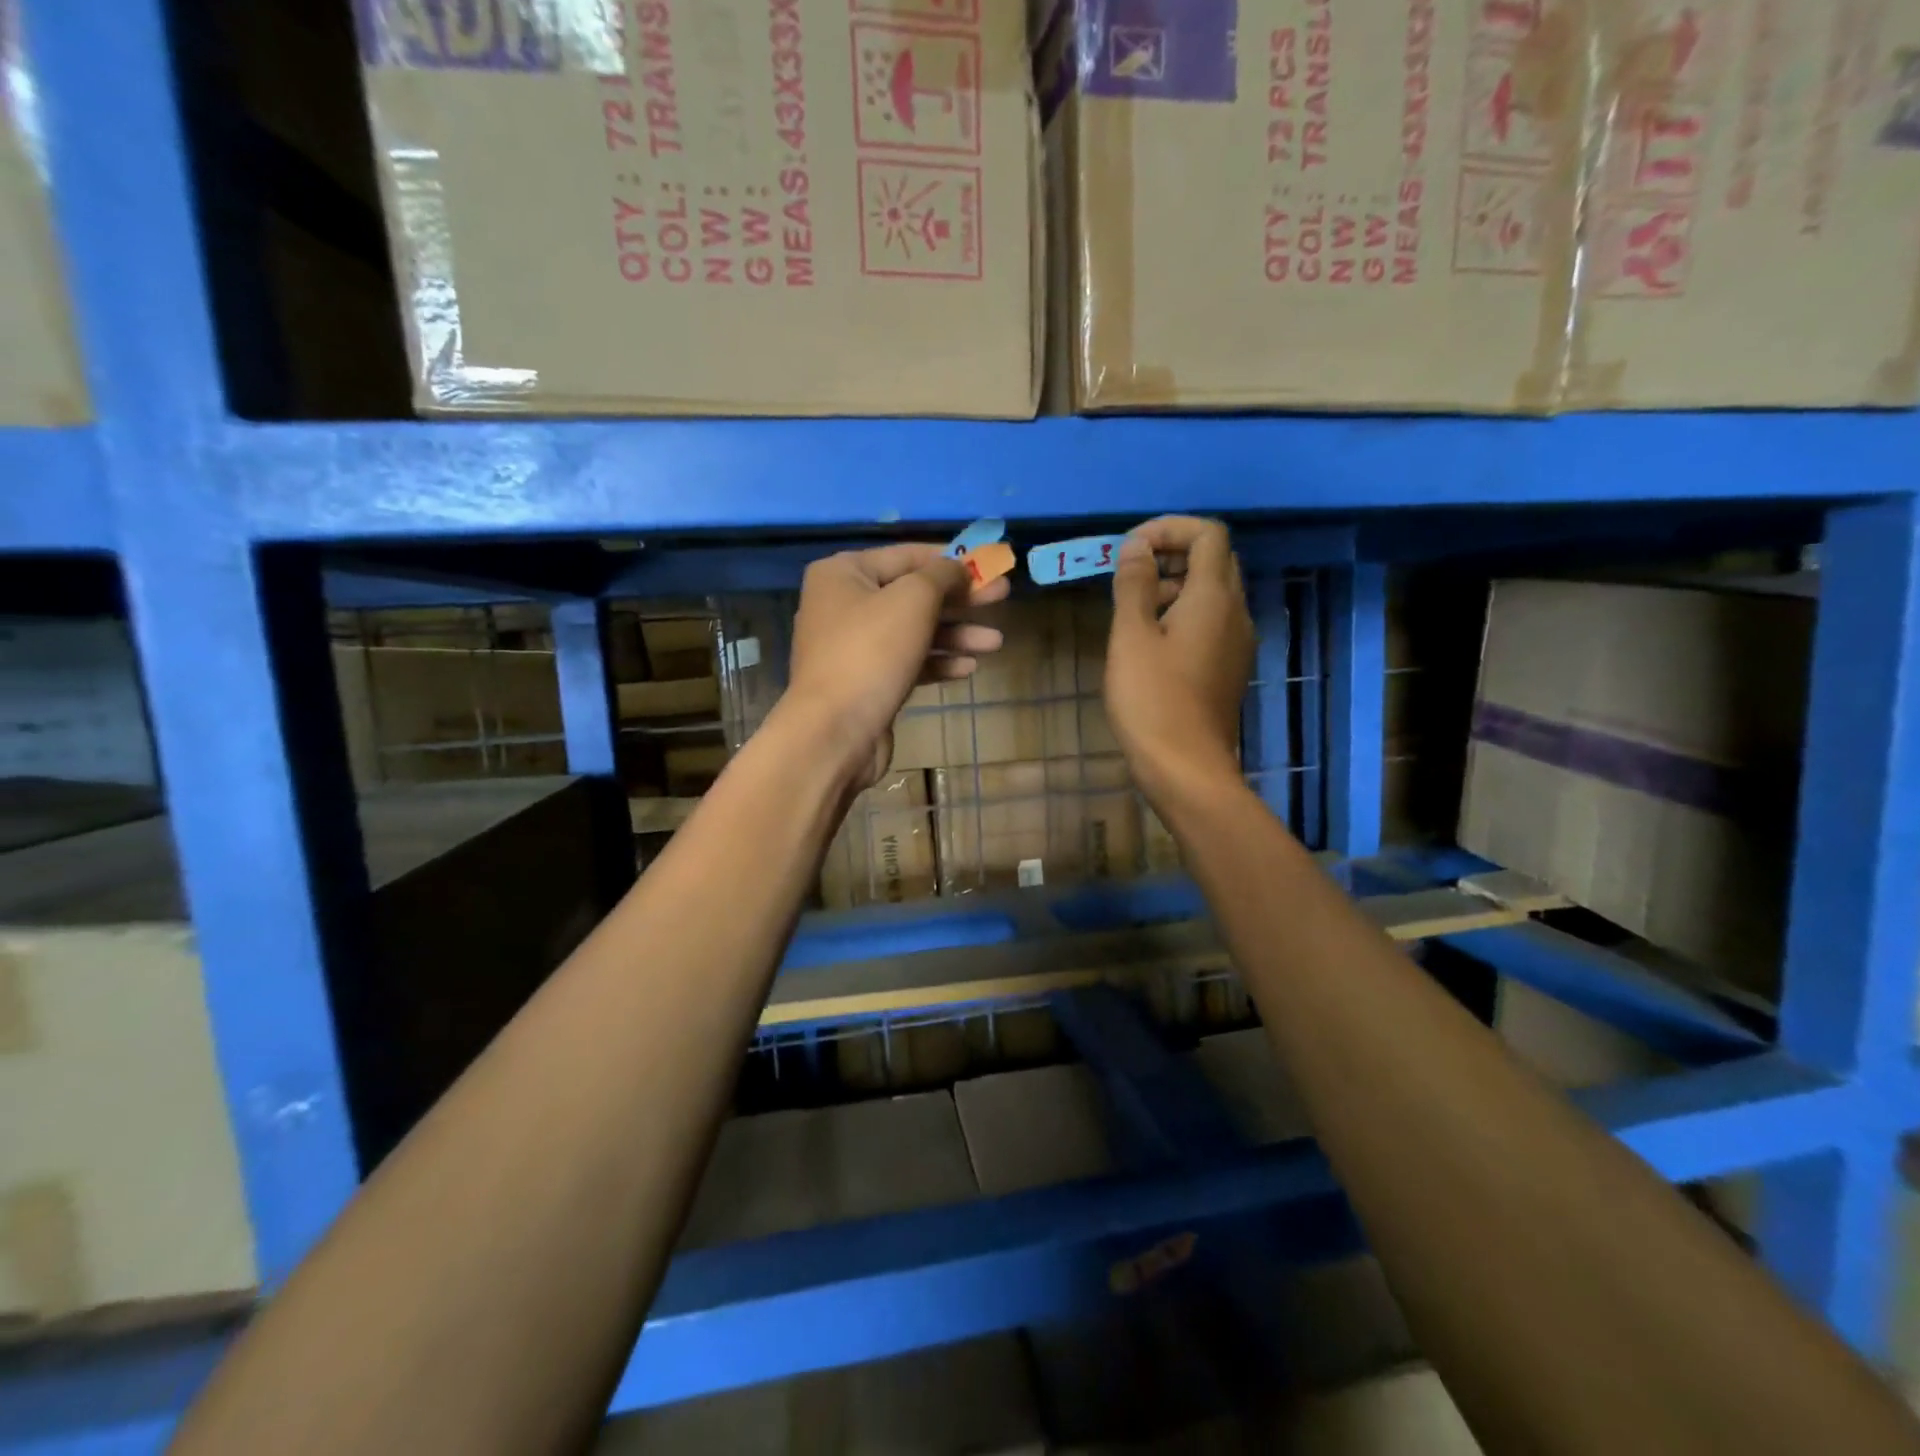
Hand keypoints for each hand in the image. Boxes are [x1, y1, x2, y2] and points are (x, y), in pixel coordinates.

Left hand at [786, 543, 1008, 788]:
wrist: (835, 732)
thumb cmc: (872, 652)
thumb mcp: (914, 599)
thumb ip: (942, 575)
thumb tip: (958, 568)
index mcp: (844, 573)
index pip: (907, 555)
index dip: (951, 558)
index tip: (989, 564)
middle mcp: (843, 604)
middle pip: (913, 594)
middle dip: (960, 599)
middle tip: (1002, 597)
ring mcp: (853, 646)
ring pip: (914, 631)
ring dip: (956, 634)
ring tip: (995, 643)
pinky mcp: (866, 682)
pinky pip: (907, 662)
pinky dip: (937, 661)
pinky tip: (968, 668)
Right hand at [1105, 516, 1252, 807]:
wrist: (1186, 767)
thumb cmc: (1152, 699)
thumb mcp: (1131, 637)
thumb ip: (1134, 585)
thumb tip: (1137, 547)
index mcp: (1214, 597)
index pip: (1207, 534)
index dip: (1170, 528)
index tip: (1131, 548)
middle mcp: (1235, 612)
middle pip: (1215, 559)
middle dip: (1174, 552)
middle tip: (1132, 571)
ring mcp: (1237, 642)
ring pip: (1215, 592)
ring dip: (1178, 583)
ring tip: (1135, 606)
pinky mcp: (1230, 667)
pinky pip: (1213, 621)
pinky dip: (1185, 612)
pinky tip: (1153, 640)